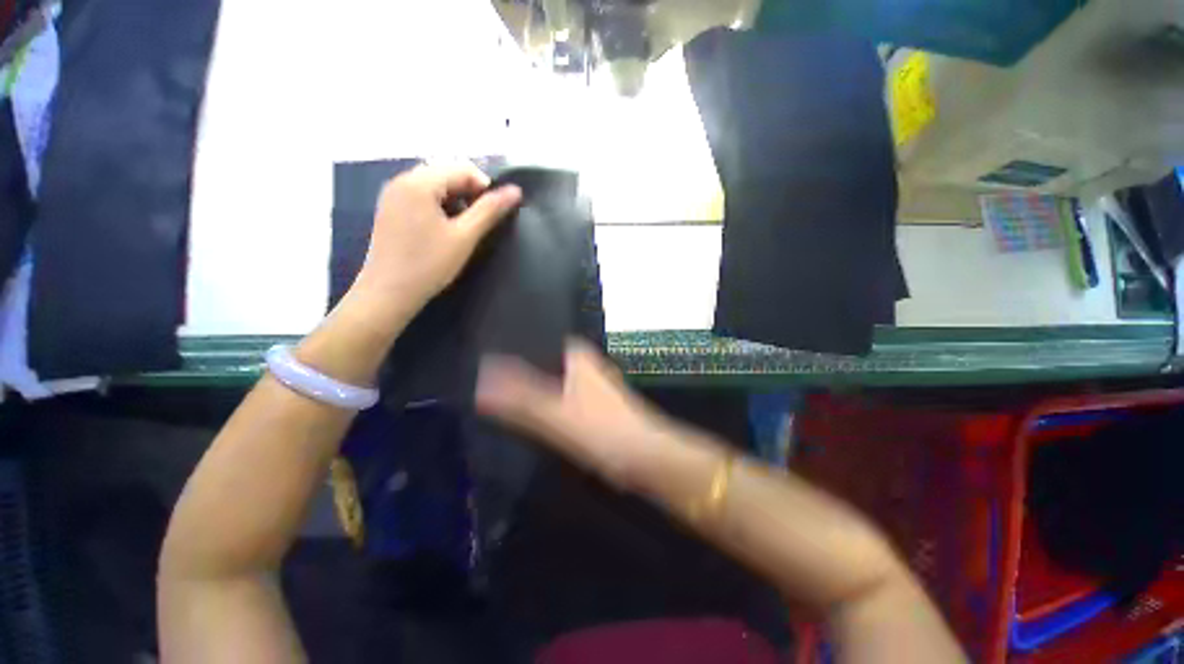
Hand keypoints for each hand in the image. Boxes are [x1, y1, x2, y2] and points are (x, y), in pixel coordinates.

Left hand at [350, 162, 521, 331]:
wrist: (388, 293)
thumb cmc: (429, 264)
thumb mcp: (464, 237)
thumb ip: (490, 211)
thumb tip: (515, 191)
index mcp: (419, 182)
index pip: (462, 168)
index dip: (485, 187)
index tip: (493, 214)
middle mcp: (401, 180)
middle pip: (446, 173)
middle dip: (469, 193)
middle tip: (478, 223)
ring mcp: (392, 194)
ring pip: (435, 185)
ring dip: (455, 200)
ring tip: (462, 228)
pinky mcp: (390, 209)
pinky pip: (421, 196)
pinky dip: (439, 206)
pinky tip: (443, 229)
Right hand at [476, 339, 669, 487]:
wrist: (644, 458)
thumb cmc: (602, 430)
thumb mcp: (555, 415)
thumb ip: (518, 400)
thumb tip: (481, 383)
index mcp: (578, 357)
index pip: (542, 337)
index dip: (516, 341)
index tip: (487, 348)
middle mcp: (587, 365)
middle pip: (547, 359)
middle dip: (521, 364)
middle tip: (487, 373)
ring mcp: (592, 385)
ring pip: (556, 377)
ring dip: (534, 383)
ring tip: (502, 390)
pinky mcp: (595, 406)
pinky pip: (564, 396)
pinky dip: (548, 400)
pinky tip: (533, 412)